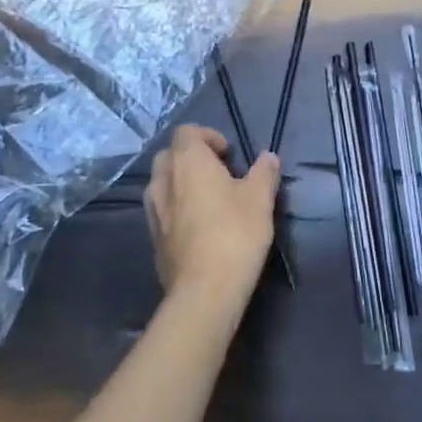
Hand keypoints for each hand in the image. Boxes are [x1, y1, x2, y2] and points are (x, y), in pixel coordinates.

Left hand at [145, 125, 280, 315]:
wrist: (205, 290)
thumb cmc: (235, 234)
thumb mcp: (260, 199)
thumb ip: (264, 172)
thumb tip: (268, 157)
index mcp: (187, 161)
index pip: (187, 132)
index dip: (208, 136)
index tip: (229, 155)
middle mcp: (163, 180)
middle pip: (170, 155)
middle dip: (192, 158)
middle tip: (219, 174)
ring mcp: (153, 210)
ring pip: (162, 183)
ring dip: (182, 183)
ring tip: (208, 200)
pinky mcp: (153, 237)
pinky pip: (162, 210)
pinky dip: (176, 208)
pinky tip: (199, 227)